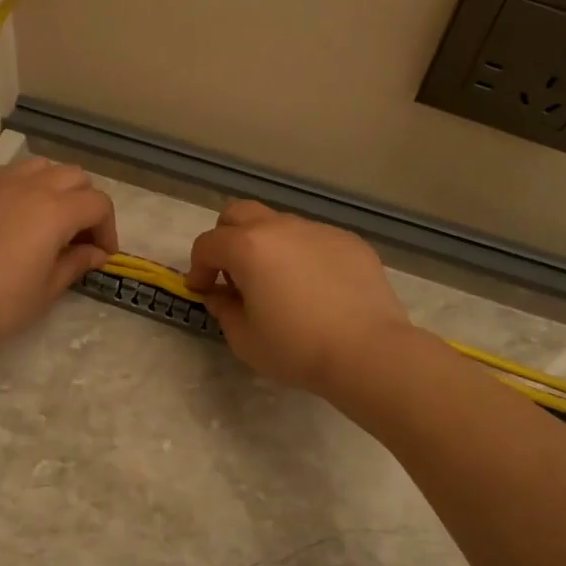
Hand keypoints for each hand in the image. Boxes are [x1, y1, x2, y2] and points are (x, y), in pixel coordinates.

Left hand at [0, 158, 117, 361]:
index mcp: (55, 210)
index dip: (108, 228)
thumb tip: (96, 252)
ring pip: (39, 165)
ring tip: (46, 216)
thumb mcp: (48, 289)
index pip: (97, 204)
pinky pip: (5, 173)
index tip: (102, 254)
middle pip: (74, 176)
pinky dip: (19, 186)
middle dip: (85, 201)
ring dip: (53, 186)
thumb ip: (76, 263)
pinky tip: (11, 214)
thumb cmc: (1, 304)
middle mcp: (29, 185)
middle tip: (78, 234)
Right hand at [186, 201, 411, 393]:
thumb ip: (223, 309)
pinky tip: (315, 287)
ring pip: (278, 224)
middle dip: (226, 238)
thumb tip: (219, 294)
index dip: (197, 268)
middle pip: (238, 213)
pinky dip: (302, 254)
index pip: (207, 244)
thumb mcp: (244, 339)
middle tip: (233, 273)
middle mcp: (280, 227)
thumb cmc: (297, 348)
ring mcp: (317, 230)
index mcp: (248, 247)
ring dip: (266, 245)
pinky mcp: (348, 241)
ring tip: (278, 282)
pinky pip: (313, 239)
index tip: (202, 291)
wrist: (368, 352)